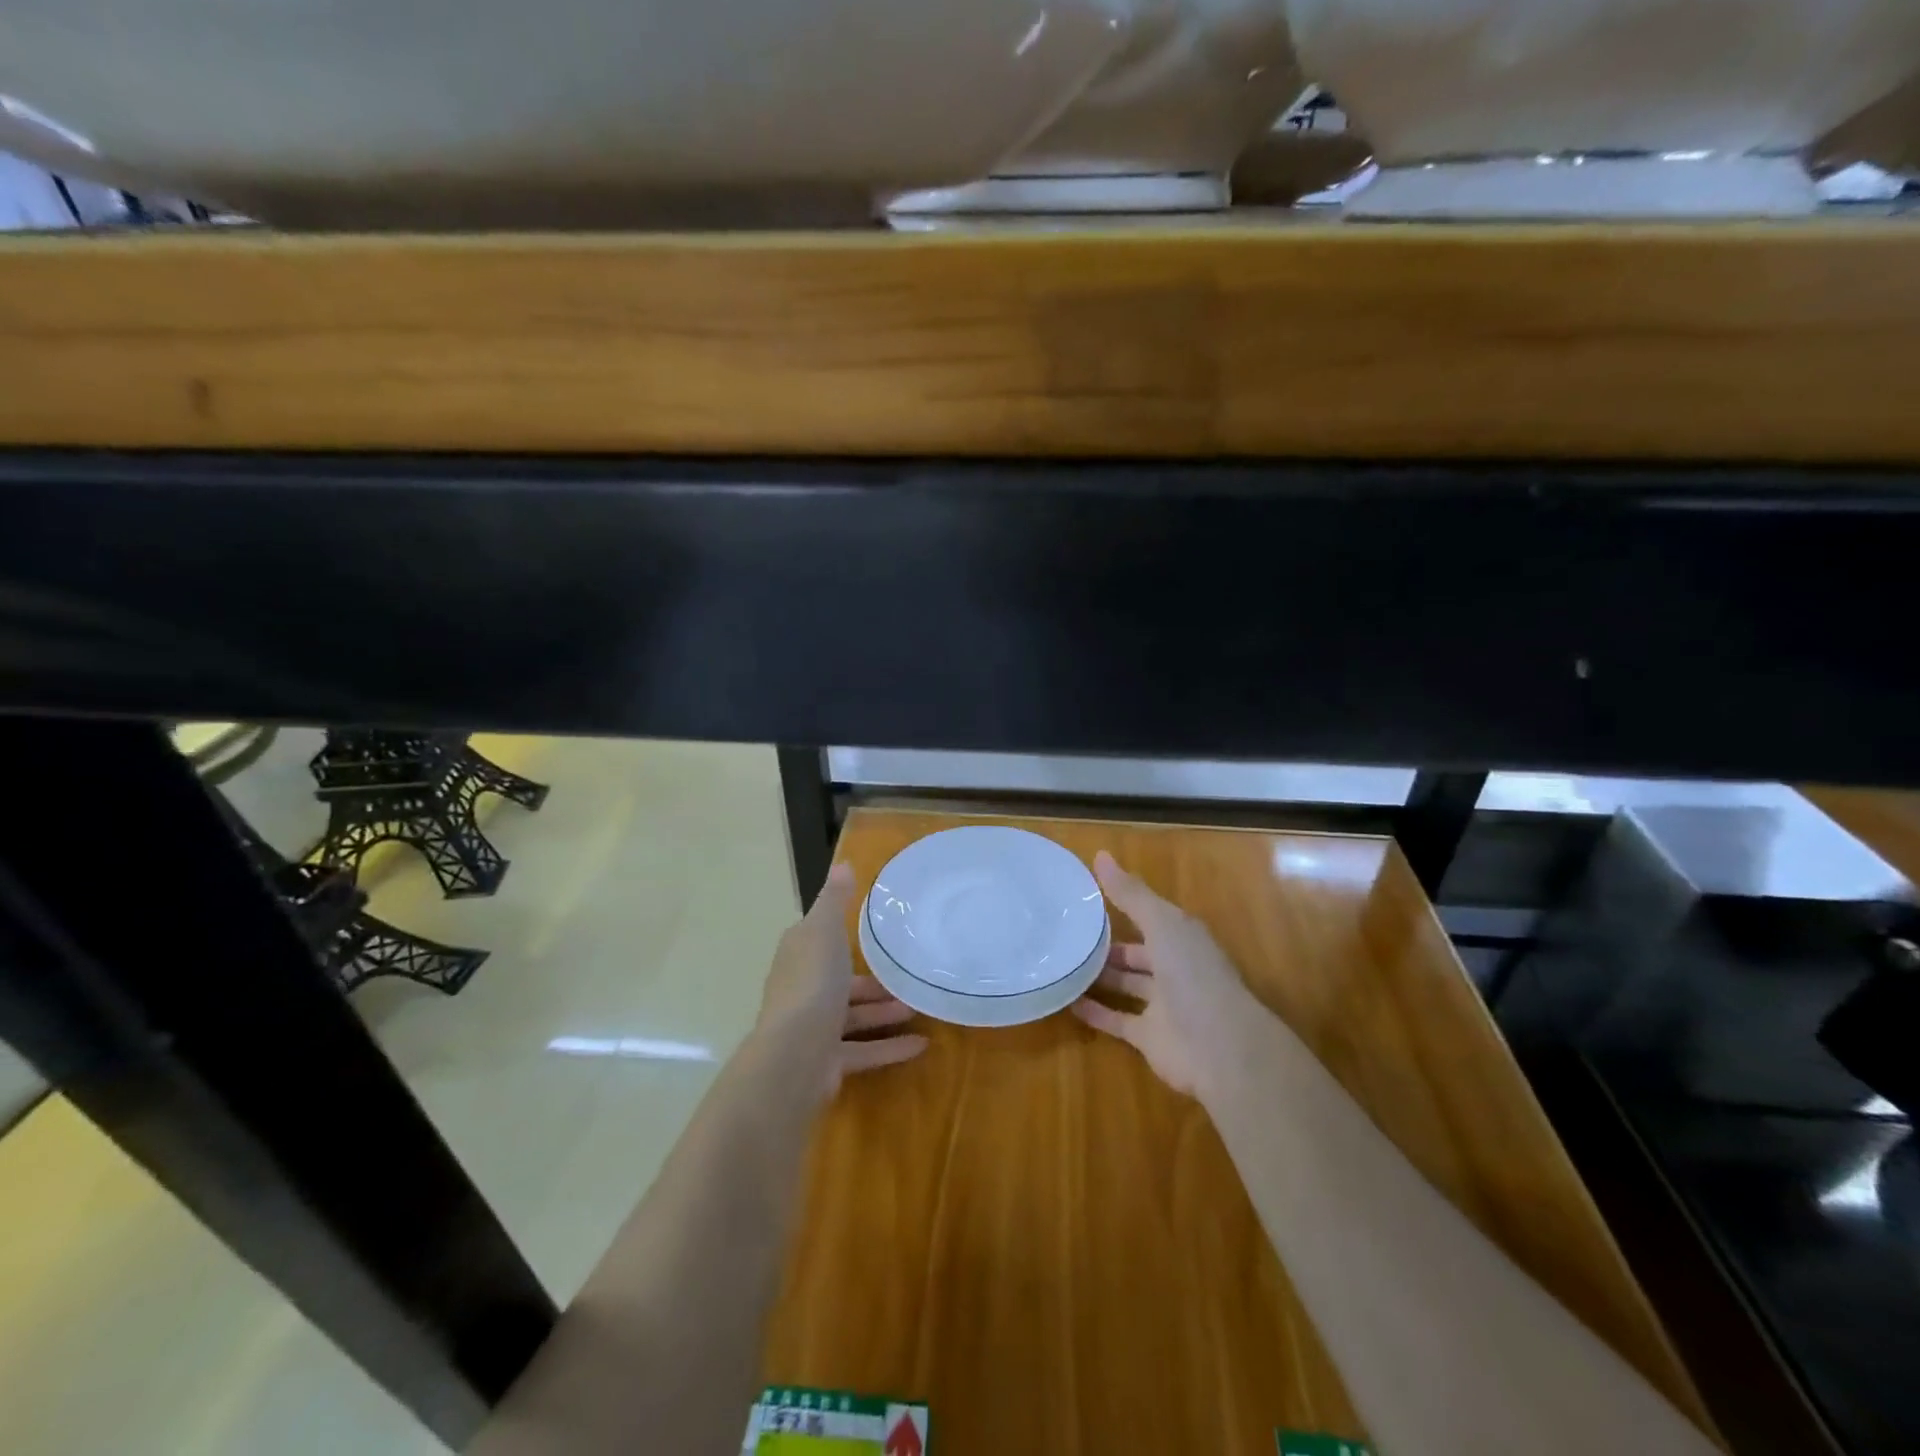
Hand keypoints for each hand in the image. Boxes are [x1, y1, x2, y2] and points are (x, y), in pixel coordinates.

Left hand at [758, 863, 928, 1096]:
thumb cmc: (812, 983)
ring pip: (854, 1017)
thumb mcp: (824, 930)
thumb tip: (843, 864)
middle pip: (840, 982)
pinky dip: (890, 1047)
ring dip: (885, 1011)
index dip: (842, 934)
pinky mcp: (827, 1062)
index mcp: (799, 956)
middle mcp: (802, 990)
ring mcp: (813, 1029)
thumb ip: (835, 900)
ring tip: (921, 1007)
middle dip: (873, 981)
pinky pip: (863, 1051)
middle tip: (908, 975)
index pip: (820, 939)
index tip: (877, 932)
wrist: (794, 1055)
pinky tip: (921, 1045)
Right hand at [1072, 851, 1261, 1097]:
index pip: (1151, 916)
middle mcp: (1174, 968)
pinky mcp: (1149, 1037)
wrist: (1220, 1047)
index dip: (1125, 904)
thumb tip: (1100, 854)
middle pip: (1137, 952)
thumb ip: (1131, 894)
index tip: (1088, 896)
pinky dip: (1095, 1012)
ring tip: (1062, 963)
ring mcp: (1162, 1004)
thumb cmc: (1193, 975)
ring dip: (1099, 977)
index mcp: (1182, 938)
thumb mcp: (1162, 924)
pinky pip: (1117, 1020)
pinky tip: (1067, 1001)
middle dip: (1109, 944)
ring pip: (1126, 985)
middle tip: (1069, 935)